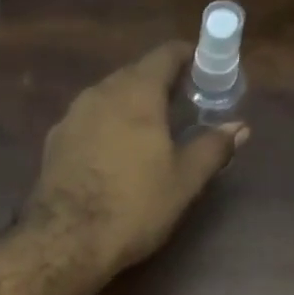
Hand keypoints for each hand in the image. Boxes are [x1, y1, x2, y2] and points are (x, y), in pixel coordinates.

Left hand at [23, 41, 248, 275]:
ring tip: (150, 132)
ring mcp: (71, 116)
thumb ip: (212, 147)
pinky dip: (107, 126)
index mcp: (137, 93)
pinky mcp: (54, 142)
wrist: (67, 240)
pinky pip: (88, 121)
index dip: (188, 57)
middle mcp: (100, 93)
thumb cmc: (135, 206)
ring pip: (108, 97)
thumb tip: (239, 127)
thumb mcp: (184, 180)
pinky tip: (115, 154)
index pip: (165, 54)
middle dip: (160, 84)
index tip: (204, 71)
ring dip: (130, 105)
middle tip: (182, 106)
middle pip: (134, 74)